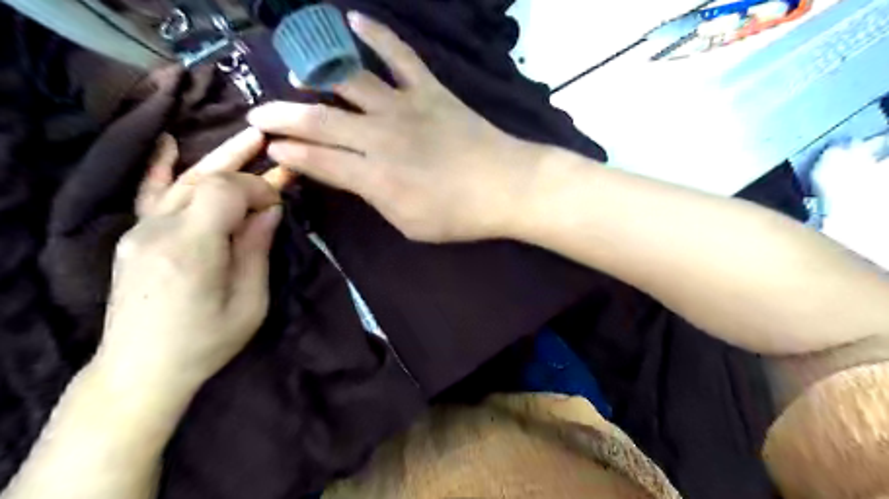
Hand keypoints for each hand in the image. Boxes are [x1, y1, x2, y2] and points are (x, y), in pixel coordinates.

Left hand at [96, 129, 279, 398]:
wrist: (141, 370)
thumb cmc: (207, 342)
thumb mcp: (250, 302)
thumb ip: (256, 248)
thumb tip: (269, 209)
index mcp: (192, 248)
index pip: (226, 190)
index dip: (258, 187)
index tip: (280, 203)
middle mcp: (159, 230)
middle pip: (208, 180)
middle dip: (247, 171)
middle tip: (277, 154)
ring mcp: (140, 231)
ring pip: (185, 181)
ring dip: (221, 160)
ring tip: (250, 136)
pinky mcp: (134, 238)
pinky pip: (148, 194)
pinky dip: (160, 166)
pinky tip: (167, 142)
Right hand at [243, 11, 541, 241]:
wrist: (506, 186)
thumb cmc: (458, 215)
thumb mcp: (408, 223)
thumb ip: (374, 198)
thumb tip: (349, 177)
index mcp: (374, 176)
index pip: (317, 161)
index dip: (289, 155)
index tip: (269, 149)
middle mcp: (379, 136)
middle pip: (319, 121)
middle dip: (282, 117)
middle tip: (257, 114)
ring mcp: (403, 107)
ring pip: (347, 82)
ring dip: (314, 73)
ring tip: (293, 71)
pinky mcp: (428, 90)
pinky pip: (399, 55)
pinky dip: (377, 35)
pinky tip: (353, 20)